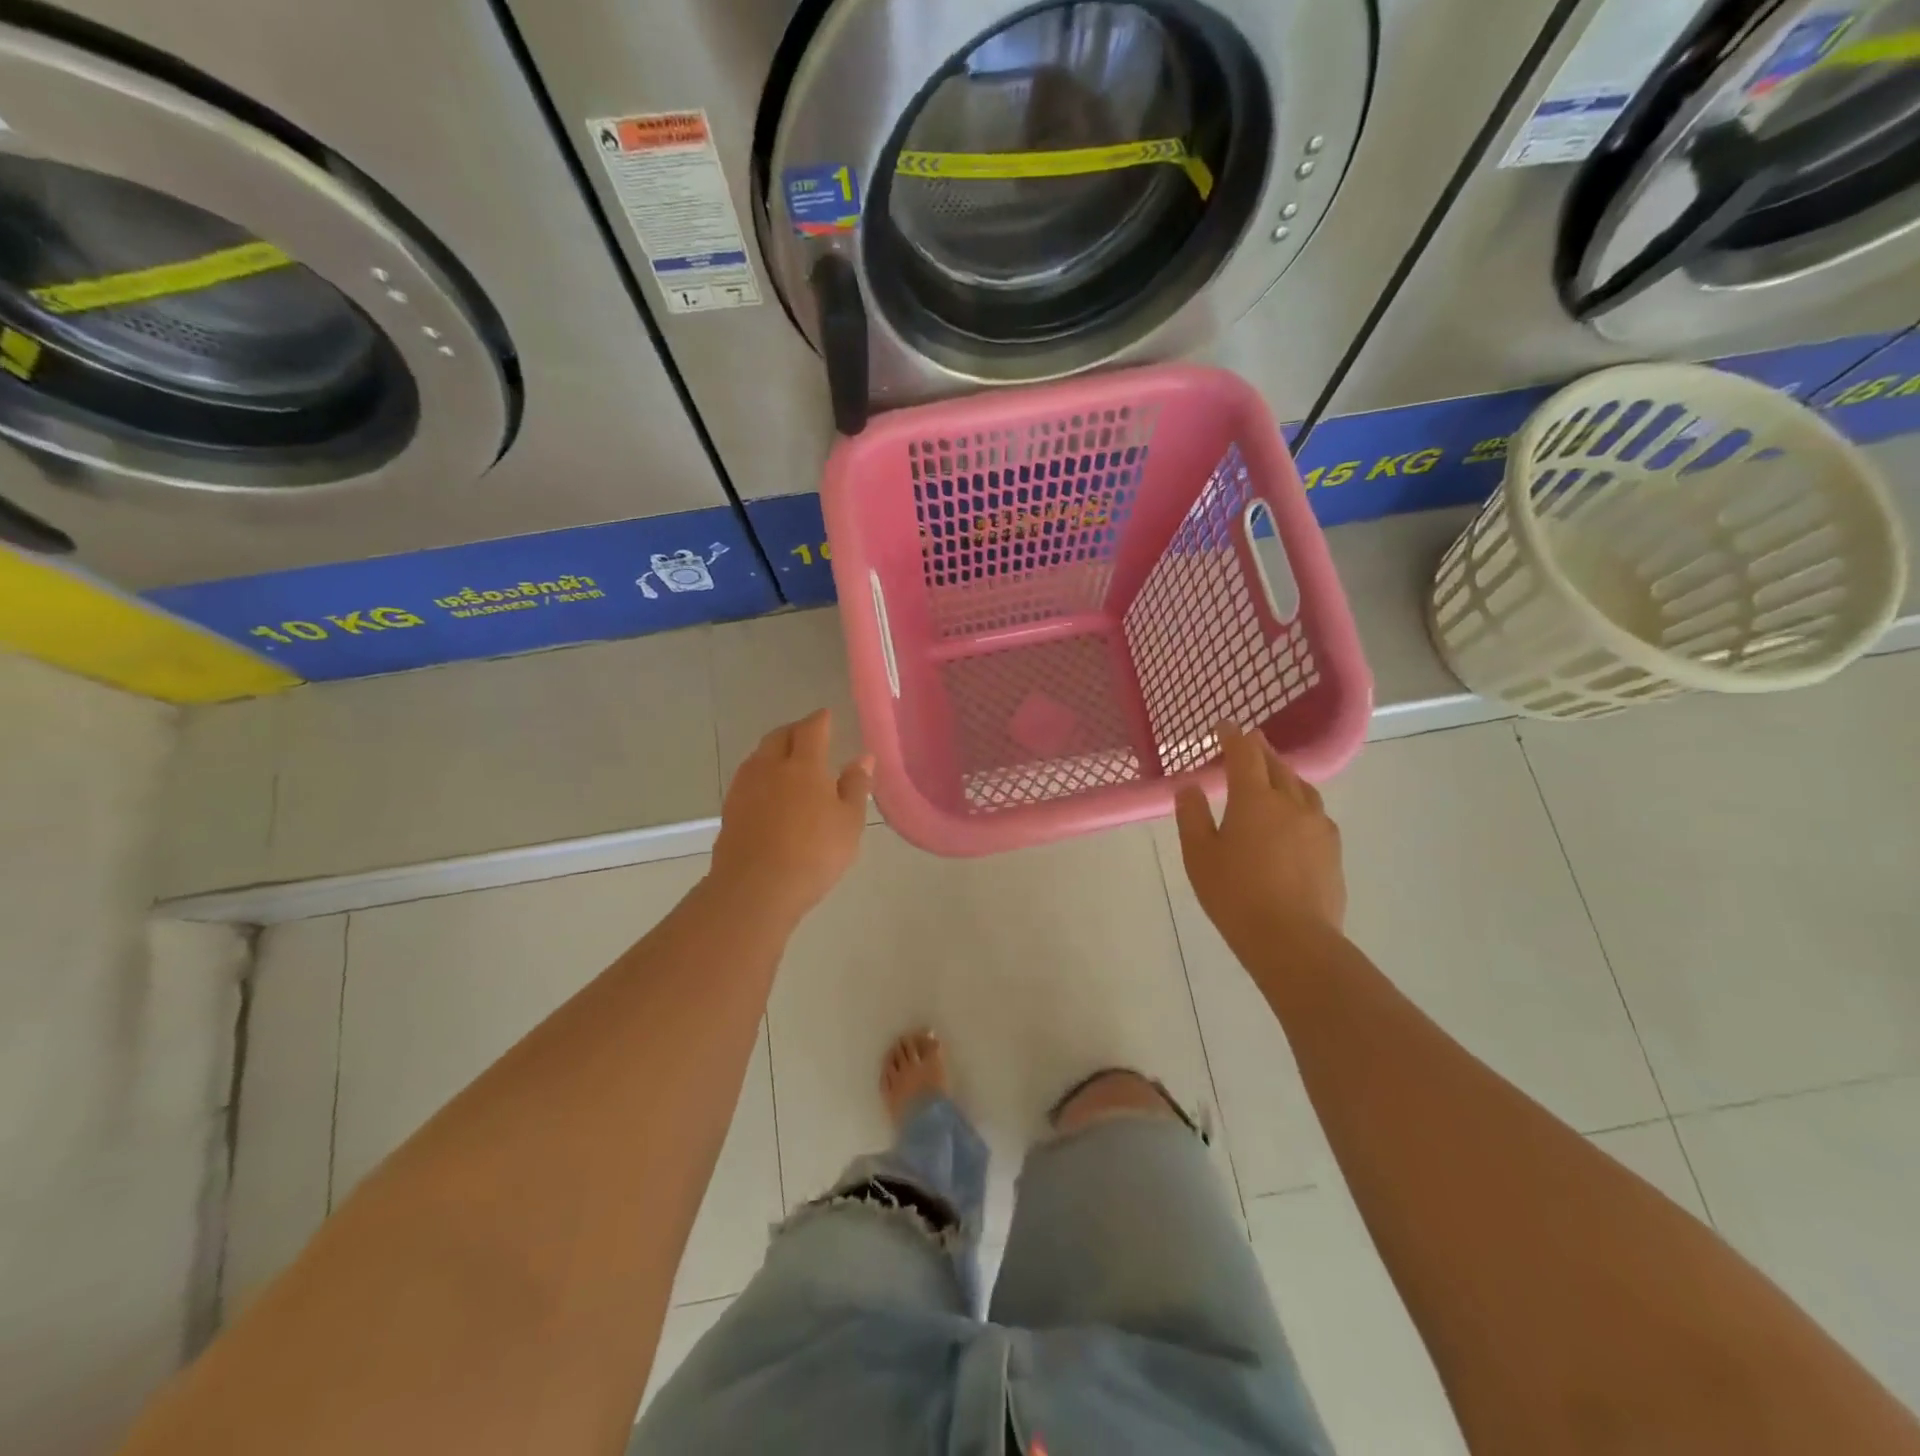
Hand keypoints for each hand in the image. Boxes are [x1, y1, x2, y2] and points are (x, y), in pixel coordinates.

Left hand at [711, 709, 872, 920]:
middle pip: (780, 736)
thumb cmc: (814, 854)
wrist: (755, 889)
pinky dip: (762, 774)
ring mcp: (745, 787)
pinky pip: (749, 778)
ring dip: (775, 751)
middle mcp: (770, 767)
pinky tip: (770, 791)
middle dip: (795, 730)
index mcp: (804, 765)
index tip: (827, 716)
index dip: (820, 720)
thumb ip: (856, 786)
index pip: (811, 729)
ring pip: (760, 756)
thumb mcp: (849, 822)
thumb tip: (863, 756)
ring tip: (789, 761)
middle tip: (809, 735)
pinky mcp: (730, 809)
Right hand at [1175, 723, 1346, 954]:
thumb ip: (1192, 816)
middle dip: (1260, 750)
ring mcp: (1317, 825)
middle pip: (1276, 765)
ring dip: (1283, 774)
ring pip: (1301, 786)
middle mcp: (1290, 803)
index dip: (1233, 736)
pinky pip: (1314, 811)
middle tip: (1247, 744)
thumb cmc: (1235, 895)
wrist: (1292, 939)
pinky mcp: (1332, 849)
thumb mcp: (1199, 856)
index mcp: (1254, 799)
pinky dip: (1299, 801)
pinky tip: (1293, 817)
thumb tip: (1189, 786)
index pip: (1245, 754)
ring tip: (1272, 776)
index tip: (1224, 726)